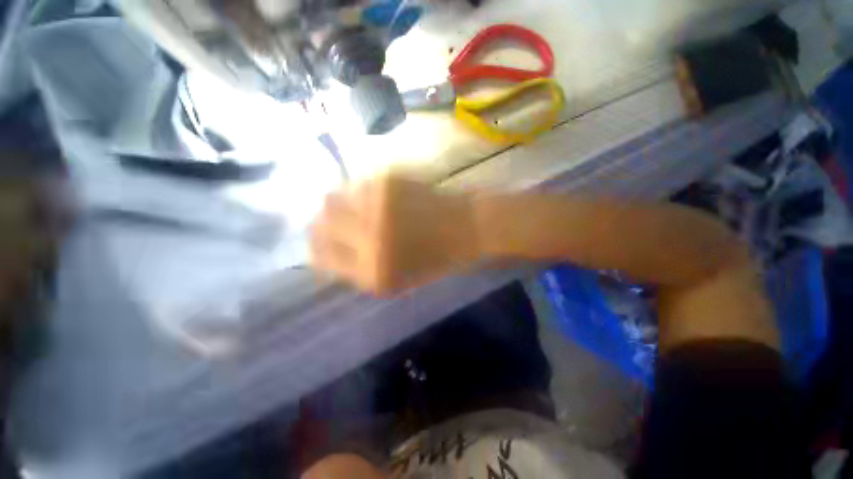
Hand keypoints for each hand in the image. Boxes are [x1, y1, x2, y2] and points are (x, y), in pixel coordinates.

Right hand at [310, 175, 478, 294]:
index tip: (319, 243)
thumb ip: (357, 271)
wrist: (465, 228)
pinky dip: (360, 191)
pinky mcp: (388, 182)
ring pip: (333, 197)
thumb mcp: (395, 280)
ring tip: (358, 208)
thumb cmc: (434, 259)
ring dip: (339, 204)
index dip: (315, 248)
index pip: (320, 257)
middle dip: (320, 223)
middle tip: (332, 221)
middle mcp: (368, 239)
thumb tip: (322, 254)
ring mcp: (377, 207)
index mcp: (371, 271)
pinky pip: (357, 183)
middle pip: (320, 223)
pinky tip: (377, 197)